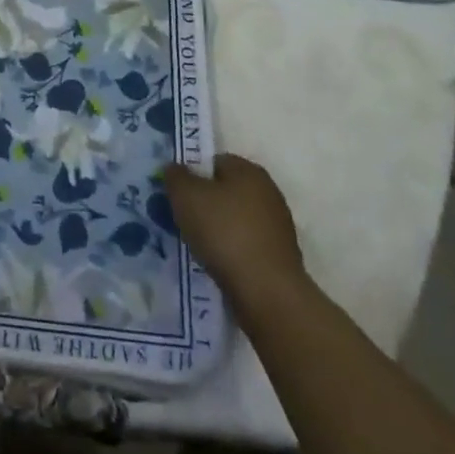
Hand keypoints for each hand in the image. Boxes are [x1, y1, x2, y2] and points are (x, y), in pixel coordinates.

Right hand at [164, 154, 307, 308]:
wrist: (267, 292)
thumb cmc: (224, 232)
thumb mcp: (186, 195)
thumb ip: (176, 176)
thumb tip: (175, 168)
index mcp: (249, 170)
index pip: (214, 161)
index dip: (191, 174)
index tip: (176, 194)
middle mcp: (268, 192)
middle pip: (225, 190)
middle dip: (203, 203)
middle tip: (181, 219)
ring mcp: (277, 226)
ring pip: (234, 219)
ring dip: (216, 229)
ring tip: (196, 245)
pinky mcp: (279, 256)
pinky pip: (245, 244)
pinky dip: (229, 250)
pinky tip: (216, 263)